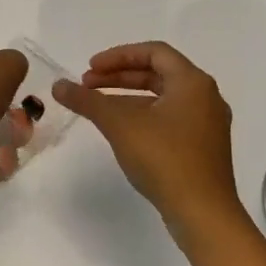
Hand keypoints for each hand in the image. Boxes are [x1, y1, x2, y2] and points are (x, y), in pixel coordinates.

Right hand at [52, 42, 243, 235]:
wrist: (203, 214)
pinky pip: (169, 118)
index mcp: (193, 82)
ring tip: (98, 107)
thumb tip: (58, 85)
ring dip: (128, 97)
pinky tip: (122, 131)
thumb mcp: (120, 125)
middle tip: (87, 85)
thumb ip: (88, 101)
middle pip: (158, 73)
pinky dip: (143, 115)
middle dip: (119, 76)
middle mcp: (205, 97)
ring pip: (163, 98)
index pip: (154, 51)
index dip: (118, 56)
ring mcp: (207, 124)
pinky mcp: (203, 147)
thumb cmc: (164, 159)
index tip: (89, 68)